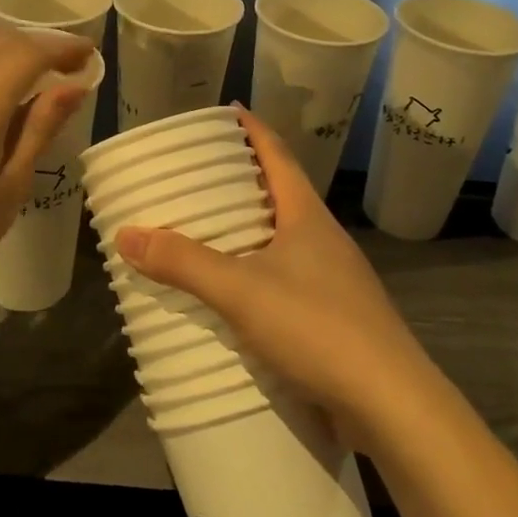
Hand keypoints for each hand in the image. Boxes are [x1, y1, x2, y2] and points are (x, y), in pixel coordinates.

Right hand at [115, 108, 435, 444]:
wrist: (392, 406)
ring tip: (206, 231)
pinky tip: (234, 294)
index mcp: (307, 216)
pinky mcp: (335, 318)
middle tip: (197, 176)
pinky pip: (288, 279)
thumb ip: (183, 263)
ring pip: (284, 240)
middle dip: (242, 181)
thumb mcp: (241, 291)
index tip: (228, 111)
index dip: (253, 129)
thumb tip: (125, 234)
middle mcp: (323, 239)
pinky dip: (257, 273)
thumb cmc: (318, 328)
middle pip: (280, 194)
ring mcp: (334, 280)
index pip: (278, 155)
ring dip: (248, 231)